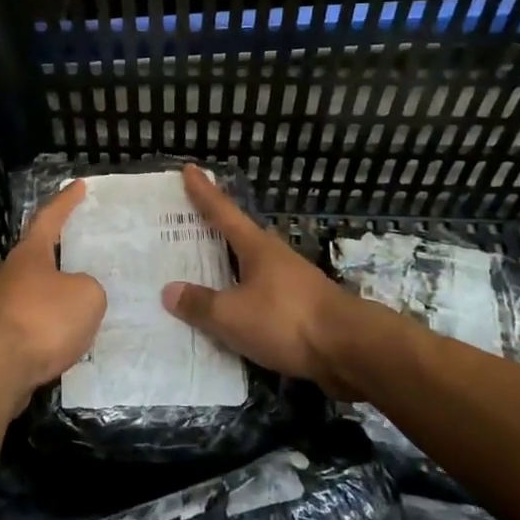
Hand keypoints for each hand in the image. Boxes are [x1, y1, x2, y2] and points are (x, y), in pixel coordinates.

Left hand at [0, 181, 105, 415]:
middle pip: (36, 255)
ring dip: (54, 295)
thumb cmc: (42, 321)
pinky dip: (47, 326)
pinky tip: (64, 339)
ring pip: (32, 291)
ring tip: (81, 304)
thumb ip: (89, 287)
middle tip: (84, 254)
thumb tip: (77, 292)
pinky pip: (29, 322)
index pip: (49, 218)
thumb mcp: (87, 297)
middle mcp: (9, 273)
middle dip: (59, 254)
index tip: (78, 185)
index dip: (66, 201)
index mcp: (29, 254)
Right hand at [159, 165, 360, 397]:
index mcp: (256, 247)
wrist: (351, 350)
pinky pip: (261, 298)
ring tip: (204, 271)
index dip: (204, 192)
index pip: (223, 212)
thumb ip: (201, 304)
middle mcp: (274, 258)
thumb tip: (169, 290)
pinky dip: (243, 299)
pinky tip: (233, 314)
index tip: (190, 169)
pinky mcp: (302, 310)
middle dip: (215, 230)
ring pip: (251, 269)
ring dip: (229, 268)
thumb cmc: (287, 320)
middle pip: (239, 237)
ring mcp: (292, 283)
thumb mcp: (233, 315)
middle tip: (188, 223)